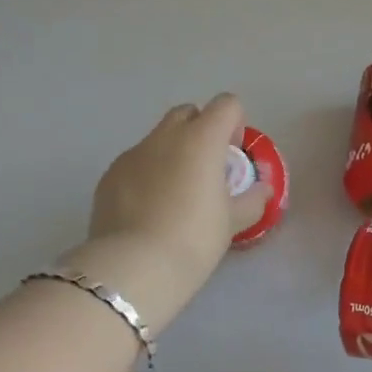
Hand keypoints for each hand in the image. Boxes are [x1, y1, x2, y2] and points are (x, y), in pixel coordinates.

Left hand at [63, 94, 271, 329]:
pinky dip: (146, 175)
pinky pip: (135, 163)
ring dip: (171, 153)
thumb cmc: (193, 239)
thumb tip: (262, 190)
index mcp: (201, 139)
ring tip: (174, 195)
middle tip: (206, 170)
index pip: (226, 104)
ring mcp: (132, 153)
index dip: (234, 123)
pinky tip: (147, 211)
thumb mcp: (232, 223)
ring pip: (158, 138)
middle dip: (200, 131)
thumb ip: (252, 200)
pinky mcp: (109, 174)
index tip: (232, 156)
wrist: (133, 266)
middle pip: (188, 113)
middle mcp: (165, 136)